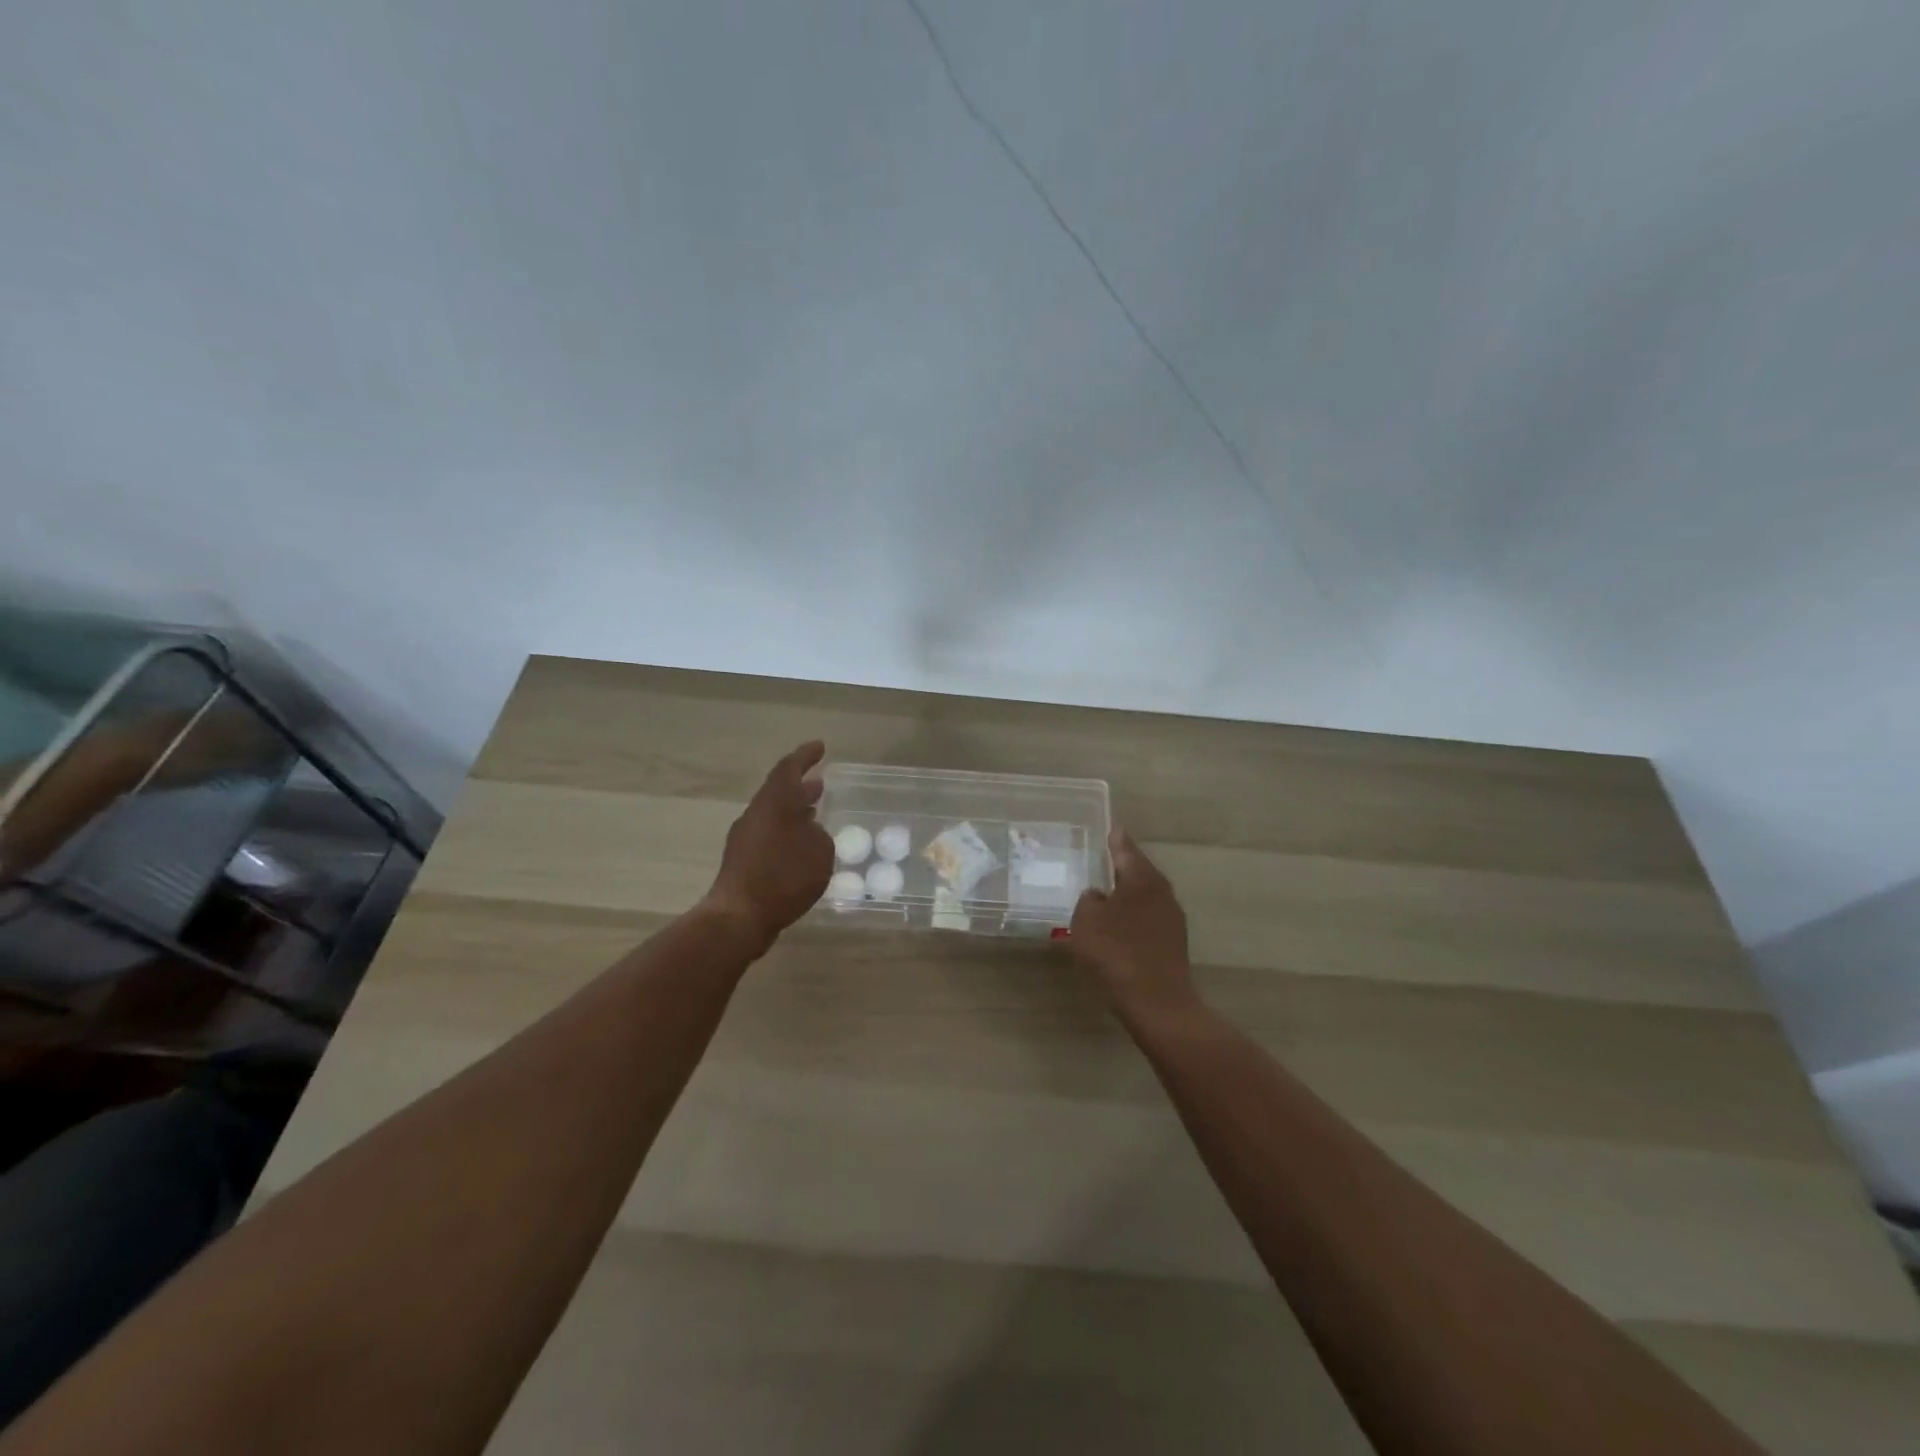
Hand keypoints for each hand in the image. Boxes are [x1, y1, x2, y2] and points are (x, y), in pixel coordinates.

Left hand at [700, 741, 834, 952]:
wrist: (739, 916)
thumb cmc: (784, 877)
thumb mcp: (819, 852)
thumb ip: (819, 836)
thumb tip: (809, 833)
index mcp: (774, 802)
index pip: (789, 768)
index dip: (805, 756)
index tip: (820, 747)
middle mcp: (757, 814)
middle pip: (778, 791)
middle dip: (800, 786)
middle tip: (821, 783)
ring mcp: (745, 838)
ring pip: (773, 814)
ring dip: (794, 811)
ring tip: (815, 814)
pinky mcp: (742, 861)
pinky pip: (769, 836)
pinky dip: (787, 834)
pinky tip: (800, 849)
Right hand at [1070, 828, 1201, 1024]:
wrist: (1156, 1003)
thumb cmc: (1117, 953)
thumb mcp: (1087, 920)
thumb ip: (1089, 900)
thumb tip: (1097, 896)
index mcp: (1142, 879)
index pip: (1126, 849)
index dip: (1115, 839)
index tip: (1111, 827)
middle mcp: (1162, 893)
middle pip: (1139, 872)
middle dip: (1121, 867)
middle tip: (1102, 860)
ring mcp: (1171, 920)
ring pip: (1144, 897)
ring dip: (1127, 895)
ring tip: (1105, 894)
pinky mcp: (1172, 945)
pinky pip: (1147, 920)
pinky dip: (1131, 918)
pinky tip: (1117, 927)